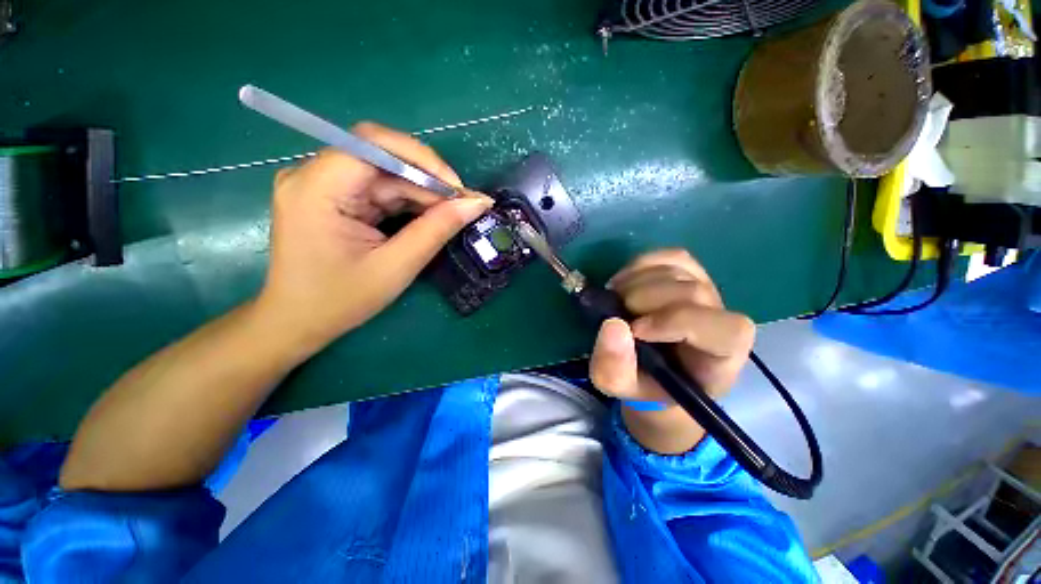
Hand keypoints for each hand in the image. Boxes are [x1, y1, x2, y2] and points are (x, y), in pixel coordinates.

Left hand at [256, 122, 492, 351]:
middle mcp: (314, 176)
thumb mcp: (396, 267)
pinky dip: (408, 202)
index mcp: (316, 188)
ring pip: (385, 174)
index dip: (422, 159)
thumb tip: (477, 203)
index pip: (373, 144)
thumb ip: (436, 230)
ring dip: (422, 193)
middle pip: (382, 158)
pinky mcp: (333, 197)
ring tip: (453, 214)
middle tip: (463, 205)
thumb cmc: (340, 300)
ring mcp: (322, 185)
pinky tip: (430, 217)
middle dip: (428, 180)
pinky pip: (379, 190)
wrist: (297, 321)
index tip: (458, 189)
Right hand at [588, 249, 755, 453]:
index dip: (675, 322)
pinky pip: (668, 256)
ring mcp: (706, 289)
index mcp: (723, 355)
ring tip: (615, 301)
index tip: (635, 331)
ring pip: (676, 269)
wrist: (654, 369)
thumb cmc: (645, 383)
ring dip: (635, 282)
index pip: (723, 329)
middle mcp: (722, 317)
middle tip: (615, 313)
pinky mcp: (688, 273)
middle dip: (644, 299)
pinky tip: (623, 284)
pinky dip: (639, 266)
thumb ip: (614, 368)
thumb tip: (613, 325)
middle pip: (691, 291)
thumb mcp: (621, 388)